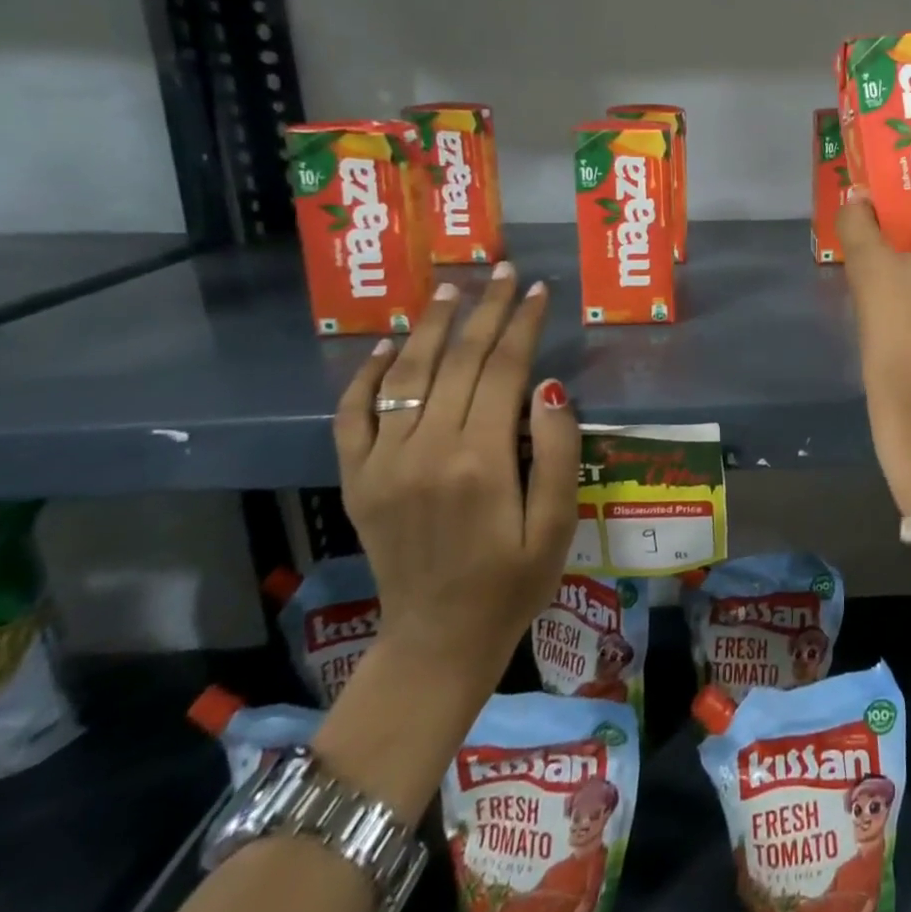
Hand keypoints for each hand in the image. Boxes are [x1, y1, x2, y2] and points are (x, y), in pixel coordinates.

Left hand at [333, 260, 579, 699]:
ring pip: (407, 375)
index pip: (506, 369)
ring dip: (432, 327)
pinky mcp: (358, 480)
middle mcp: (427, 450)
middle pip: (460, 361)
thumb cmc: (513, 582)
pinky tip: (385, 346)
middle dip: (487, 310)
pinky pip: (353, 415)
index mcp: (481, 460)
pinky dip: (365, 375)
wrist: (438, 641)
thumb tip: (550, 385)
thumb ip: (556, 451)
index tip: (538, 289)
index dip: (524, 324)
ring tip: (452, 289)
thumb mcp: (557, 524)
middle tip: (503, 270)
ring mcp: (384, 463)